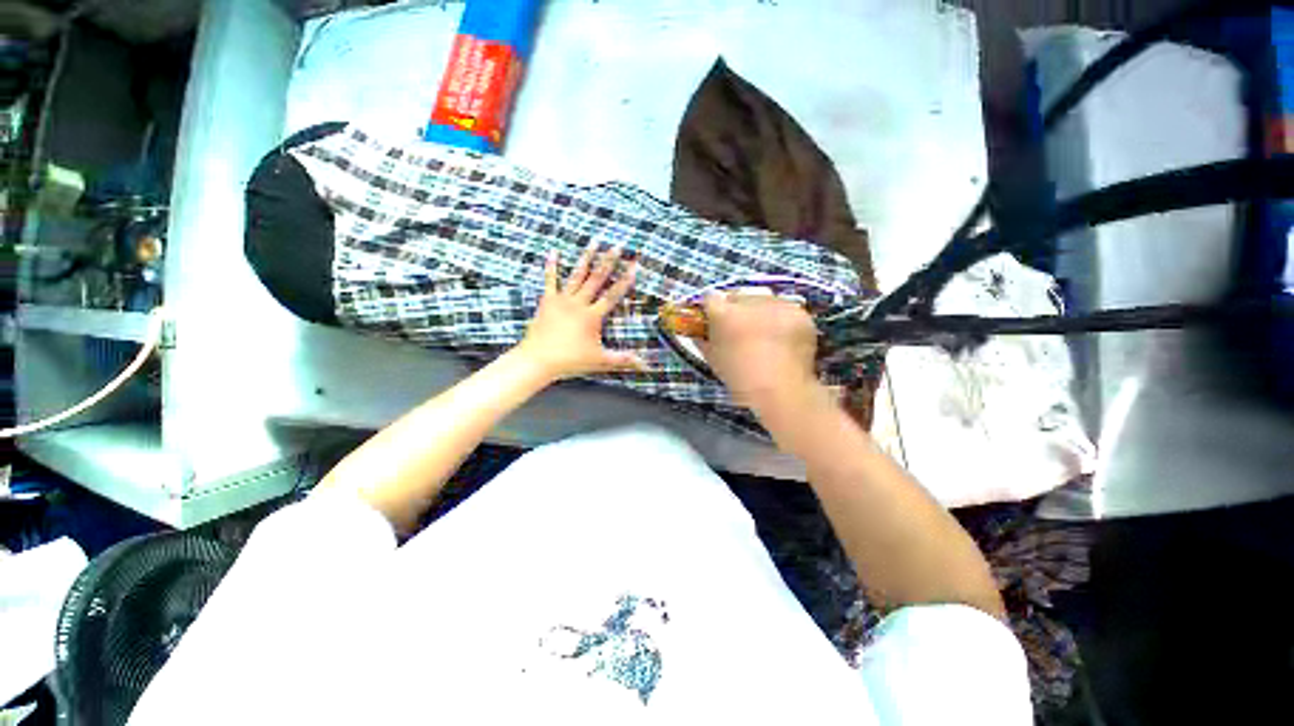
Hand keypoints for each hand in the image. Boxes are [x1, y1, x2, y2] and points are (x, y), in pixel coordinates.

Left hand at [516, 244, 646, 380]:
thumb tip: (645, 365)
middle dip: (608, 261)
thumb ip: (623, 359)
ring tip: (594, 241)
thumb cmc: (570, 361)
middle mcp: (578, 303)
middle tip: (617, 246)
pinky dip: (551, 266)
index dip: (625, 281)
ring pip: (577, 275)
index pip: (613, 295)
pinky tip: (553, 251)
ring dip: (586, 258)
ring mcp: (562, 300)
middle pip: (596, 279)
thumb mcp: (600, 361)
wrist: (538, 360)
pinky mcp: (547, 301)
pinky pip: (550, 280)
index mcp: (592, 316)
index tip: (634, 266)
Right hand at [700, 292, 821, 410]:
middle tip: (741, 331)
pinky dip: (782, 321)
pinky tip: (783, 340)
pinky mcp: (797, 312)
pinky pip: (785, 310)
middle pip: (738, 296)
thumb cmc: (740, 379)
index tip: (715, 321)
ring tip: (765, 336)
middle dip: (737, 310)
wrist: (782, 391)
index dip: (712, 309)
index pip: (711, 298)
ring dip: (760, 313)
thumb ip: (703, 341)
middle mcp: (750, 302)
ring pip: (763, 300)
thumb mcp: (714, 361)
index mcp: (724, 314)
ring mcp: (776, 305)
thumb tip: (698, 333)